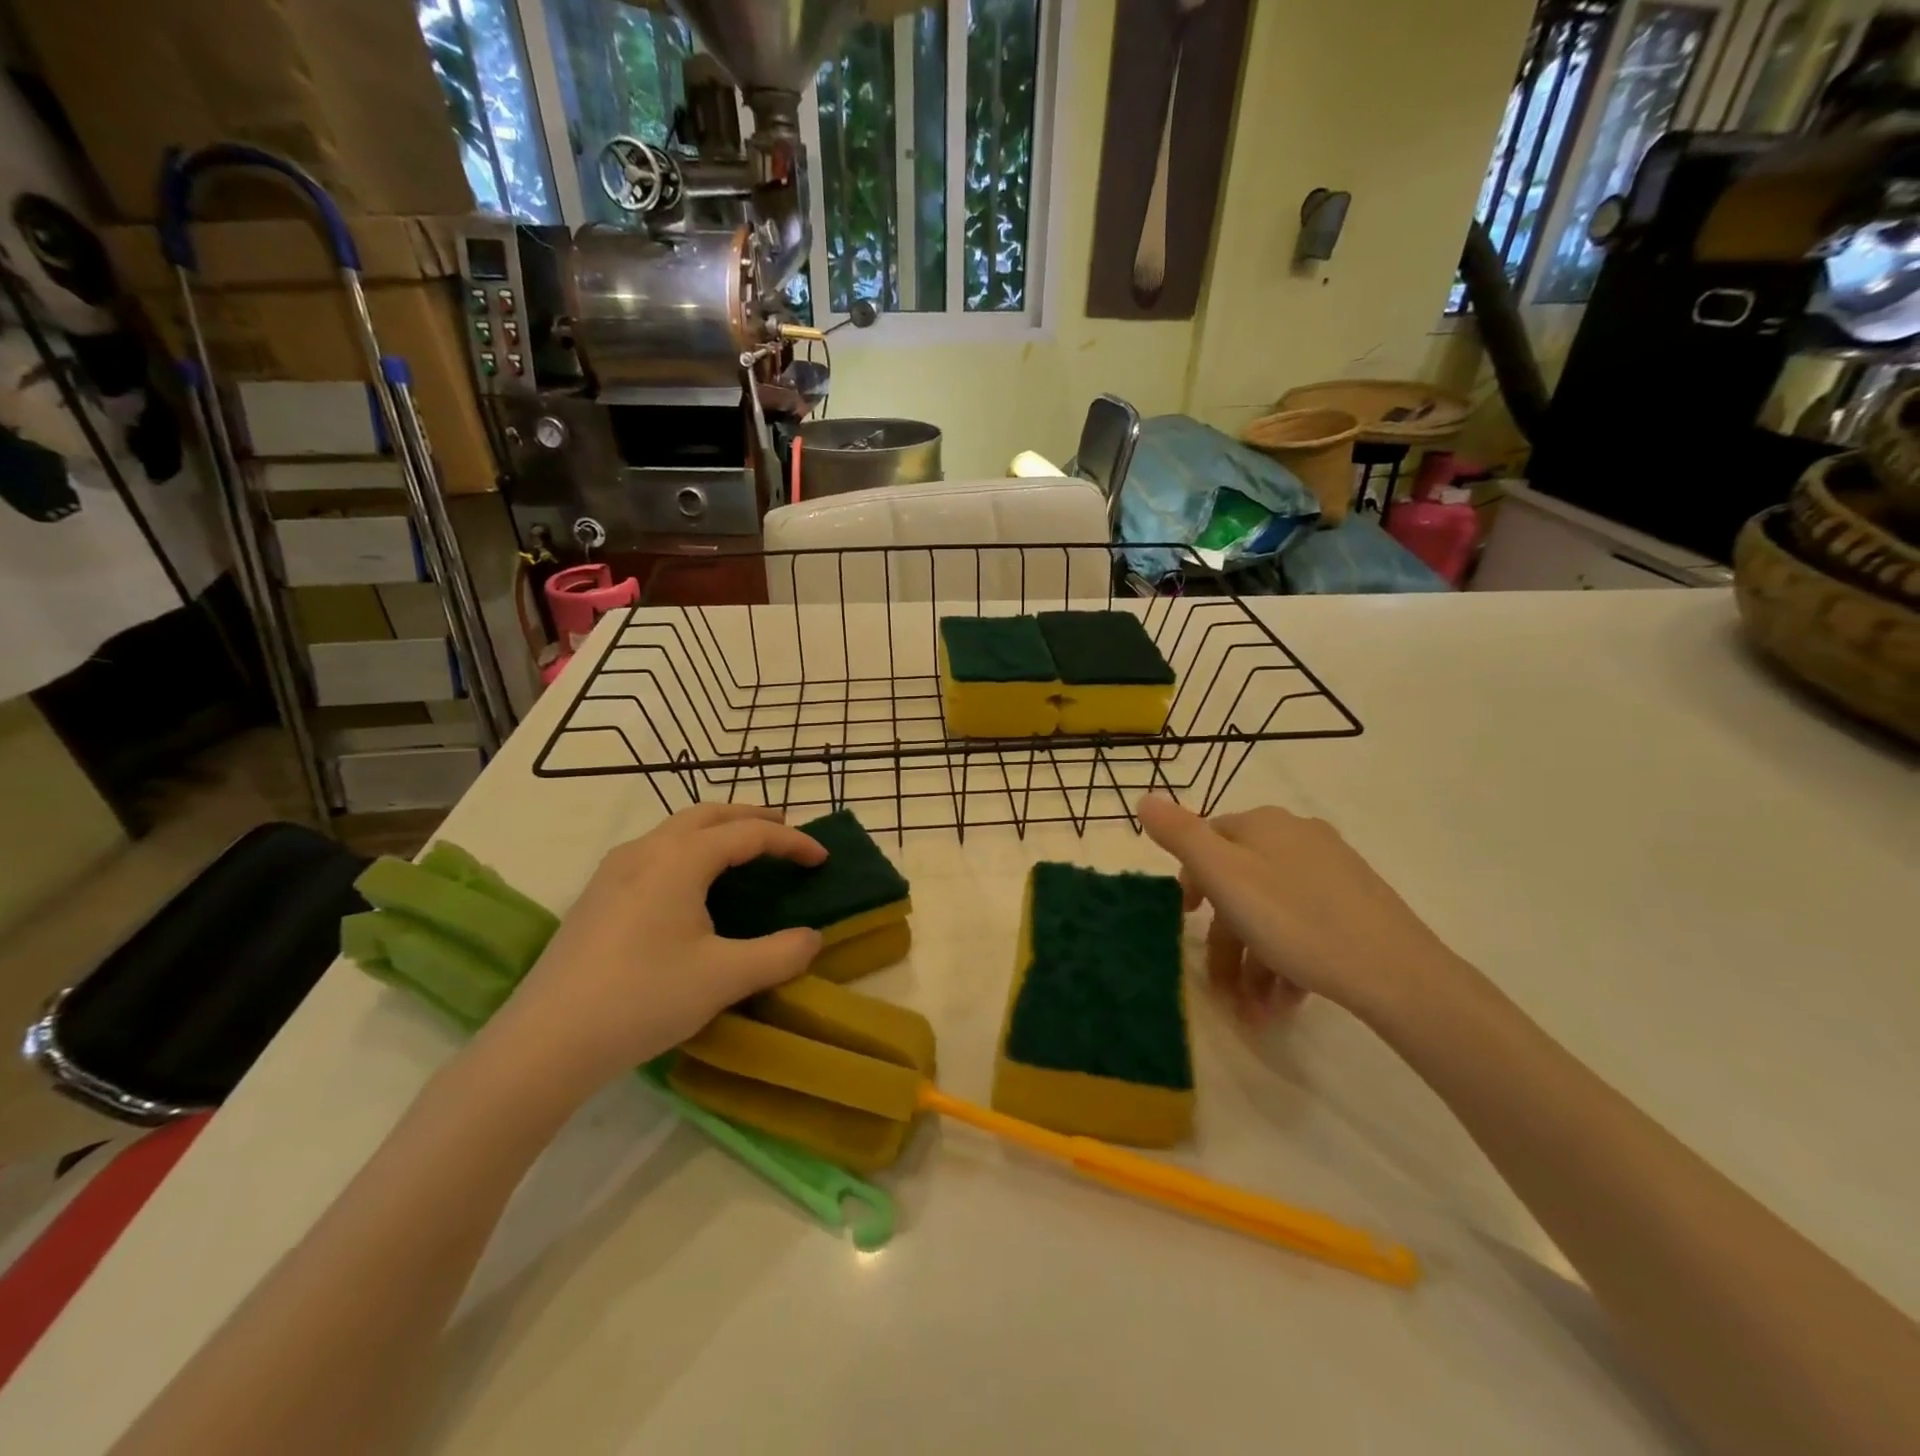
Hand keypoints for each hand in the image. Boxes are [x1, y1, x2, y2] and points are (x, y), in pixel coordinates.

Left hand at [479, 805, 825, 1095]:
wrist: (544, 1043)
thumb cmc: (643, 999)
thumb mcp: (725, 978)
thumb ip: (780, 954)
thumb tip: (813, 938)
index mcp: (680, 859)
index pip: (748, 834)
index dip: (791, 842)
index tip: (822, 858)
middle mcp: (646, 850)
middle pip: (709, 814)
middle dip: (752, 818)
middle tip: (786, 832)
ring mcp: (614, 870)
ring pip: (676, 829)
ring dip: (717, 829)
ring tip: (744, 851)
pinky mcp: (597, 894)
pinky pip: (655, 850)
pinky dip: (689, 848)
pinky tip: (691, 884)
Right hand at [1136, 795, 1465, 1028]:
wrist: (1396, 972)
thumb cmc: (1295, 920)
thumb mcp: (1224, 876)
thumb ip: (1180, 836)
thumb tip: (1144, 799)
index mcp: (1262, 824)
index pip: (1208, 843)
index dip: (1192, 885)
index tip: (1185, 924)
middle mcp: (1296, 837)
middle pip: (1240, 885)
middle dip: (1226, 942)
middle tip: (1223, 990)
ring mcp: (1331, 870)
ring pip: (1271, 913)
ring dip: (1255, 964)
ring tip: (1256, 1013)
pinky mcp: (1356, 903)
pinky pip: (1304, 926)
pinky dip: (1287, 962)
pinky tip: (1286, 1001)